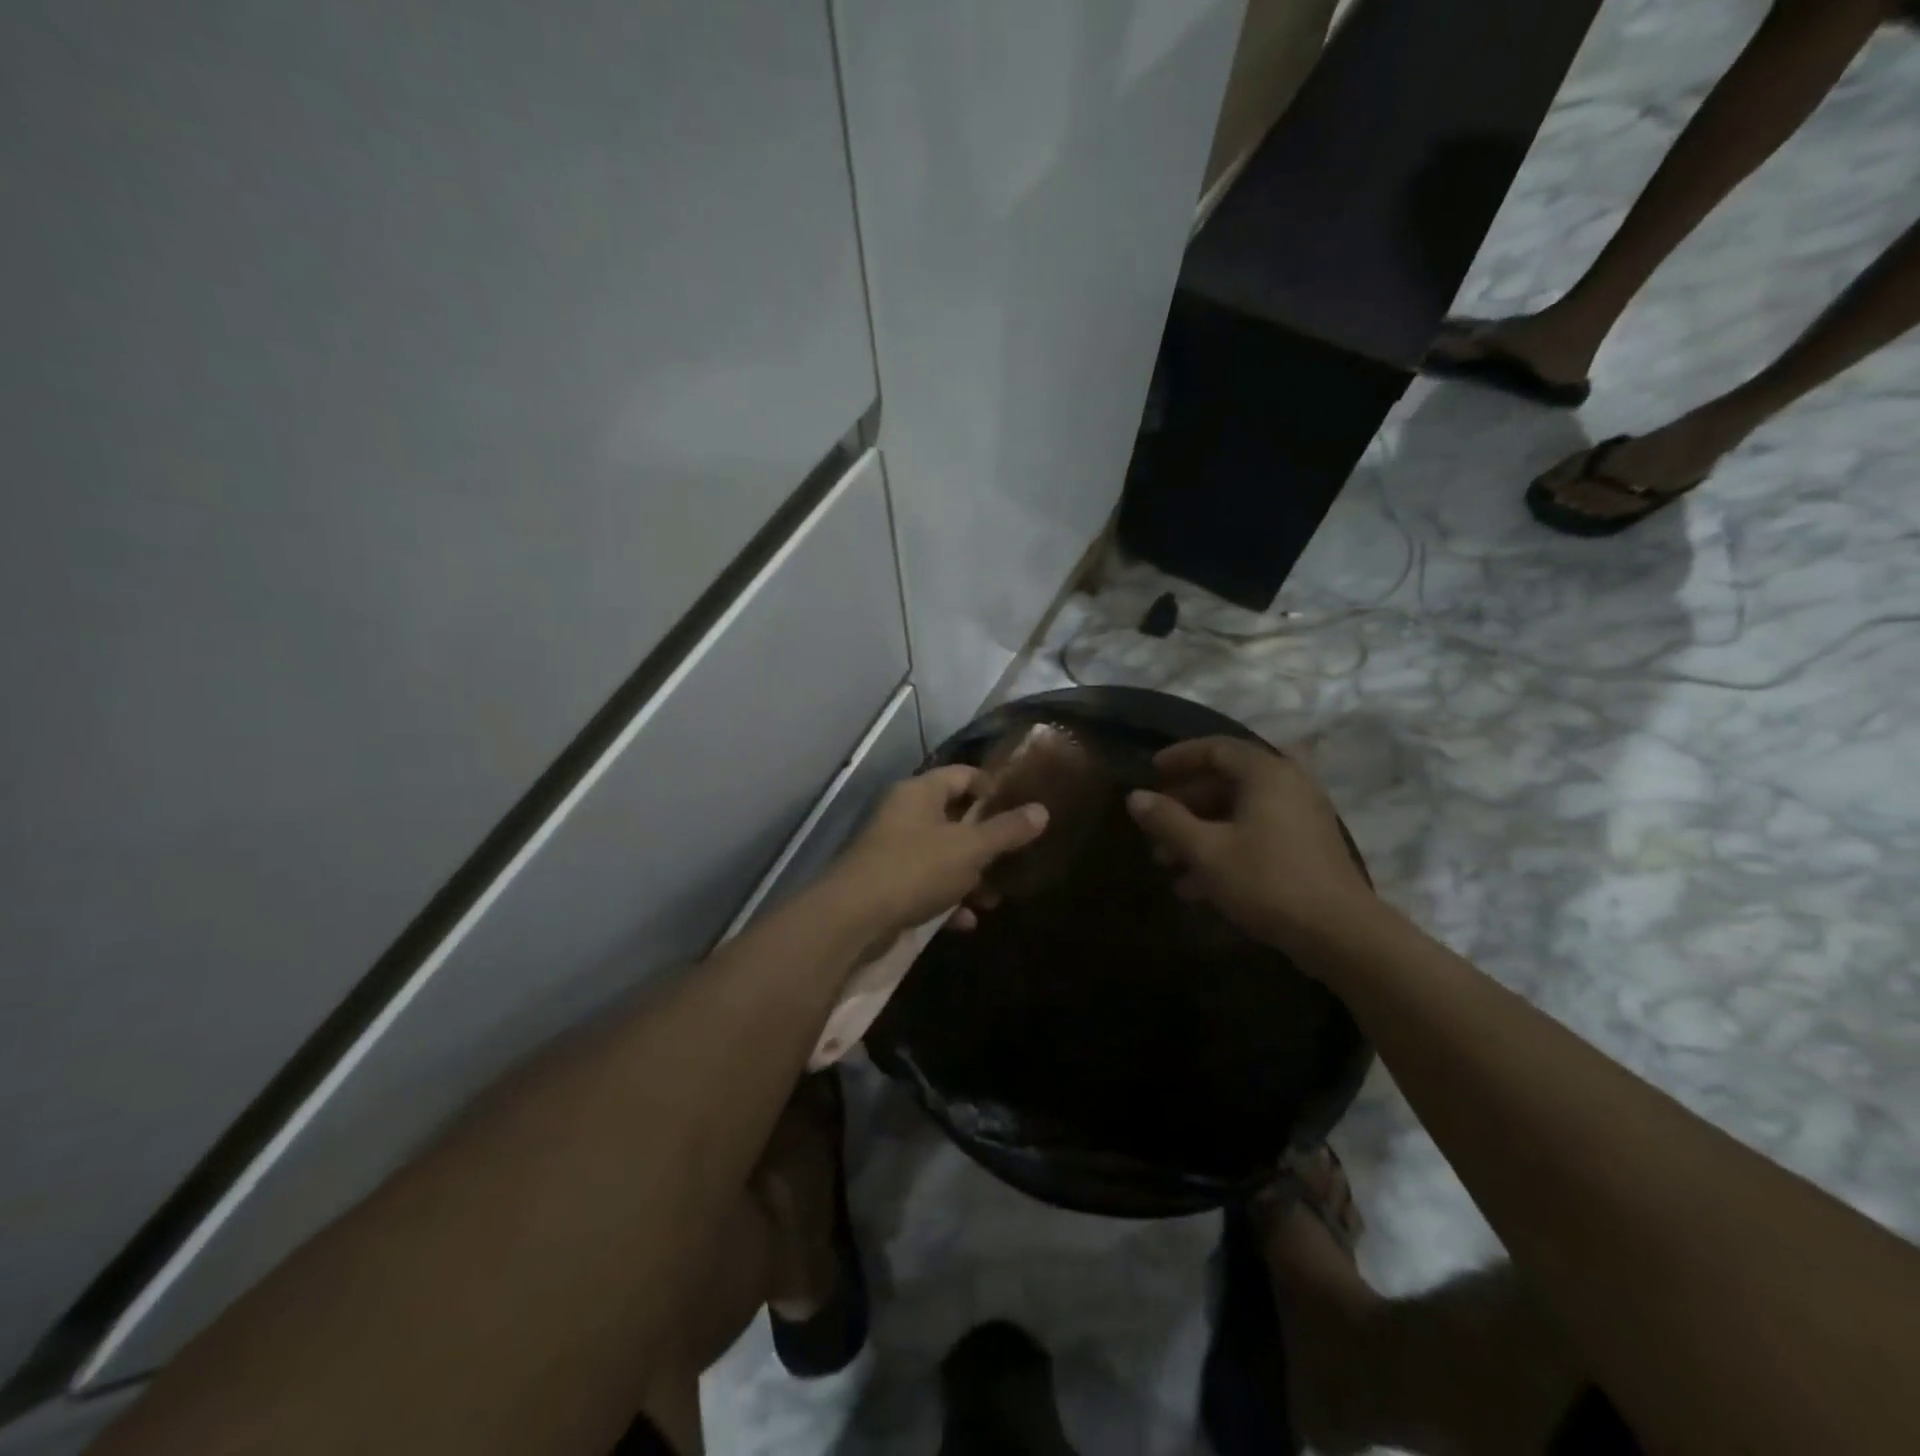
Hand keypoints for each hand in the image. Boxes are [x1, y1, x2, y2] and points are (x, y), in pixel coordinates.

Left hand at [827, 766, 1049, 936]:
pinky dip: (947, 899)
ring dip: (970, 876)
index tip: (1022, 809)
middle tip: (1015, 859)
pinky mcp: (887, 884)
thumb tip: (1042, 810)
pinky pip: (926, 885)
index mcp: (920, 792)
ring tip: (993, 898)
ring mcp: (893, 850)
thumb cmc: (916, 868)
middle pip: (955, 818)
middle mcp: (904, 814)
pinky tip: (965, 921)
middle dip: (986, 842)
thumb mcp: (970, 849)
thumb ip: (1007, 830)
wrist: (853, 918)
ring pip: (943, 855)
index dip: (994, 788)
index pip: (964, 775)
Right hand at [1124, 736, 1374, 952]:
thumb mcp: (1206, 851)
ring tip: (1166, 863)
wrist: (1339, 934)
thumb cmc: (1267, 880)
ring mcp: (1300, 818)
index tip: (1150, 772)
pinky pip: (1255, 836)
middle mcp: (1287, 786)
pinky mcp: (1305, 849)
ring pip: (1237, 814)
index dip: (1179, 757)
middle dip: (1184, 806)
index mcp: (1266, 774)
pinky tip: (1195, 886)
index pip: (1215, 748)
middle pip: (1225, 783)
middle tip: (1153, 826)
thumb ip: (1167, 820)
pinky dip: (1224, 850)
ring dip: (1199, 834)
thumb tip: (1134, 797)